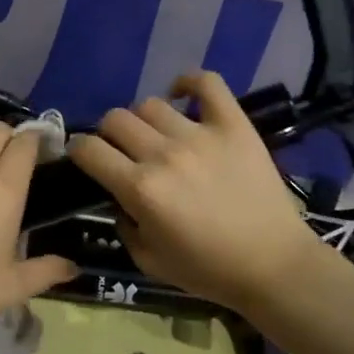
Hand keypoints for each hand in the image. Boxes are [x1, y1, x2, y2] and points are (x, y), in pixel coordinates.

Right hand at [68, 70, 343, 313]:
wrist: (274, 265)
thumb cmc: (208, 270)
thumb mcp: (148, 261)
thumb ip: (123, 224)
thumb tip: (119, 197)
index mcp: (139, 189)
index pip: (88, 148)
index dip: (79, 150)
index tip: (85, 158)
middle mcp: (164, 154)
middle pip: (115, 119)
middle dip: (108, 135)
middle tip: (123, 151)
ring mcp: (200, 135)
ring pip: (150, 103)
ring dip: (144, 119)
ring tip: (157, 135)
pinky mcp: (234, 125)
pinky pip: (207, 83)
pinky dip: (189, 82)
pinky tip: (183, 97)